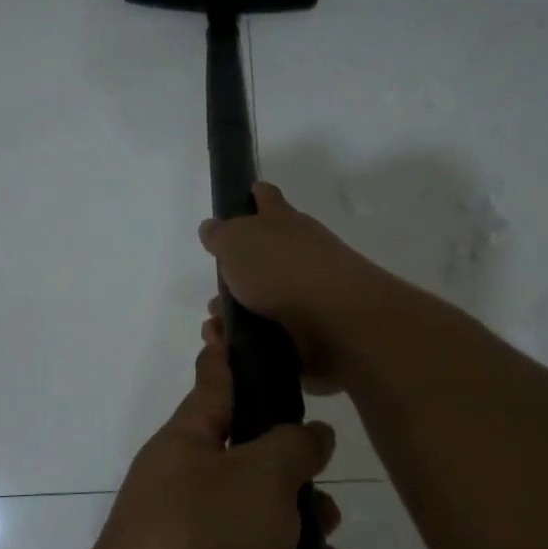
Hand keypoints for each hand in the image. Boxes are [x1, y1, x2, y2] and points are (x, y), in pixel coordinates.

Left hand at [82, 321, 373, 548]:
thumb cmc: (201, 540)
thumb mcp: (257, 476)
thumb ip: (291, 446)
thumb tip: (309, 434)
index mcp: (187, 446)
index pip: (214, 384)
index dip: (229, 354)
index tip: (230, 324)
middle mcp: (185, 492)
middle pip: (253, 470)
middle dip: (301, 489)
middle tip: (329, 510)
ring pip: (268, 536)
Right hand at [198, 182, 399, 393]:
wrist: (335, 321)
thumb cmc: (282, 269)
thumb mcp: (237, 241)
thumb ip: (221, 234)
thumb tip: (212, 228)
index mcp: (282, 223)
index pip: (268, 199)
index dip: (256, 196)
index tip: (246, 196)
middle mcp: (298, 253)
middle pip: (261, 259)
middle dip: (233, 278)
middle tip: (213, 297)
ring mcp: (306, 294)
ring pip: (261, 303)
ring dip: (235, 318)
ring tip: (217, 332)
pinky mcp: (308, 332)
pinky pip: (270, 337)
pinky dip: (249, 344)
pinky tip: (230, 352)